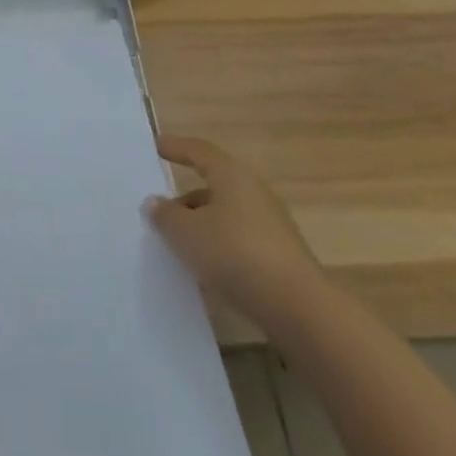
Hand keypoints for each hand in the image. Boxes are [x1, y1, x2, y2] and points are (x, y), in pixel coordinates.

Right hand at [146, 134, 321, 328]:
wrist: (300, 309)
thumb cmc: (236, 255)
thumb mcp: (187, 234)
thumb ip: (165, 216)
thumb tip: (154, 202)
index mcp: (231, 175)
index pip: (199, 151)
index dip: (176, 147)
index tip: (156, 146)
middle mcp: (253, 191)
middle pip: (213, 185)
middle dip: (186, 198)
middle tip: (161, 211)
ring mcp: (271, 225)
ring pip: (226, 216)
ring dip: (202, 226)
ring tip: (178, 246)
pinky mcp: (281, 256)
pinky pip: (240, 241)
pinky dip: (220, 247)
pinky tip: (206, 271)